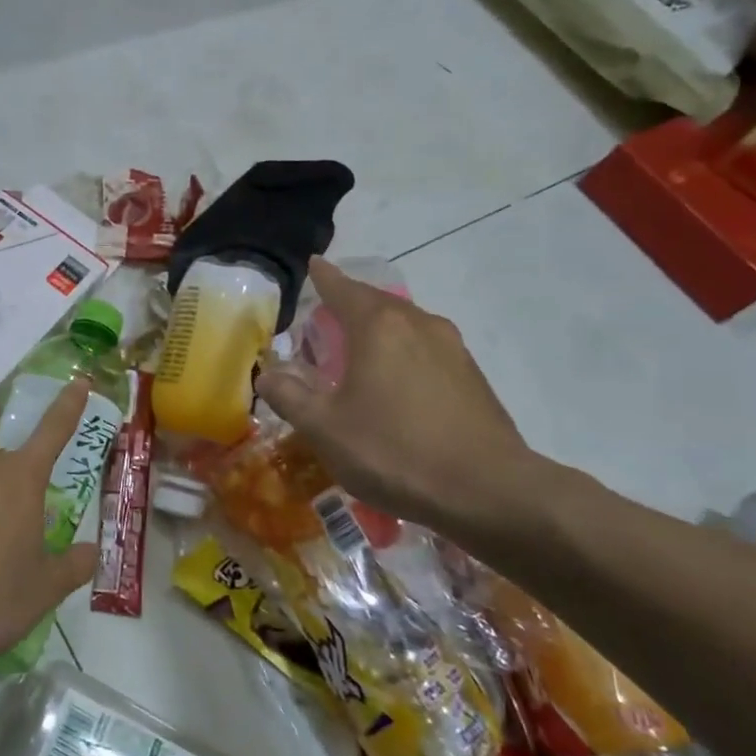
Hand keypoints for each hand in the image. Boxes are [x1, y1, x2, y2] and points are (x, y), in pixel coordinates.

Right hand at [254, 259, 543, 538]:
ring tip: (360, 346)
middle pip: (378, 302)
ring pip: (406, 325)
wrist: (489, 492)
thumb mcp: (325, 429)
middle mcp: (418, 325)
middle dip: (352, 302)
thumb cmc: (395, 452)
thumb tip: (267, 375)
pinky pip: (427, 349)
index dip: (324, 278)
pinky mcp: (473, 377)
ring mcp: (453, 350)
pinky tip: (396, 381)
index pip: (344, 290)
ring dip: (380, 327)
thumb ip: (290, 397)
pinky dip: (404, 351)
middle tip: (328, 312)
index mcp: (379, 328)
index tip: (314, 264)